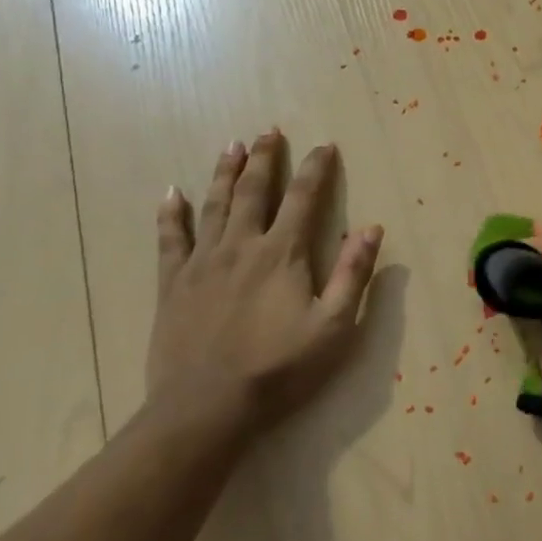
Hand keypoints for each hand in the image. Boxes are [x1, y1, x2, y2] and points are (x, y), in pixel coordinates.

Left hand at [148, 131, 382, 436]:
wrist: (206, 409)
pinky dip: (170, 214)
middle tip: (269, 131)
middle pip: (254, 191)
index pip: (304, 198)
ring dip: (225, 173)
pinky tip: (170, 193)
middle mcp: (242, 246)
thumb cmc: (279, 369)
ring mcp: (202, 263)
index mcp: (283, 254)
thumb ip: (353, 274)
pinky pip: (170, 239)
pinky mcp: (172, 284)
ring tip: (232, 146)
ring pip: (214, 206)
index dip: (316, 169)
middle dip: (265, 159)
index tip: (325, 146)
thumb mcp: (334, 326)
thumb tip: (371, 228)